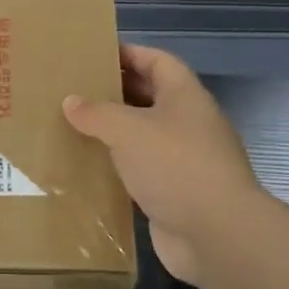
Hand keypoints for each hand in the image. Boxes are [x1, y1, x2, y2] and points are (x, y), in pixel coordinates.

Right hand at [63, 44, 265, 283]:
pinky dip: (118, 166)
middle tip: (75, 91)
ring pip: (144, 136)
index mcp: (185, 96)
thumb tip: (71, 102)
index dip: (129, 54)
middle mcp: (188, 123)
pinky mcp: (176, 193)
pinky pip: (142, 170)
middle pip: (150, 96)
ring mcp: (185, 160)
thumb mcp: (128, 130)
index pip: (157, 61)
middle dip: (116, 92)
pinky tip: (89, 167)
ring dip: (114, 132)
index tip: (94, 55)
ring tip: (74, 127)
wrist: (217, 234)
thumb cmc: (176, 166)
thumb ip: (97, 113)